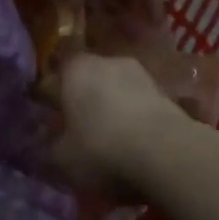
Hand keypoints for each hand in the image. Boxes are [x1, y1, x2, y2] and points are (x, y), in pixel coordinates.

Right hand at [53, 53, 194, 200]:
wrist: (167, 153)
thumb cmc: (102, 149)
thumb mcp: (63, 158)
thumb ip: (52, 146)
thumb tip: (51, 141)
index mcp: (75, 69)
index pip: (57, 74)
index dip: (52, 94)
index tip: (51, 115)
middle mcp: (107, 61)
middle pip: (90, 78)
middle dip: (86, 98)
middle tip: (81, 127)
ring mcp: (140, 73)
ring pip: (118, 88)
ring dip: (114, 106)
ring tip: (113, 137)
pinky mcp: (166, 91)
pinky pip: (141, 102)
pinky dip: (137, 117)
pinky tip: (137, 141)